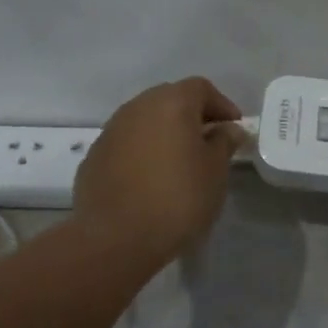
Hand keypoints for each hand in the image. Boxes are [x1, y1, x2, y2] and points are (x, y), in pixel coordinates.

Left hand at [74, 77, 245, 264]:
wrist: (116, 238)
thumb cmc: (178, 199)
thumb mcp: (215, 171)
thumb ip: (224, 143)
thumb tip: (228, 129)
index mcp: (171, 103)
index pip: (201, 88)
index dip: (221, 105)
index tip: (234, 128)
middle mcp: (137, 108)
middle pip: (170, 99)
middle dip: (192, 116)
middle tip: (209, 142)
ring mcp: (110, 131)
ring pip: (145, 121)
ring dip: (164, 133)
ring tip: (180, 162)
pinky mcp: (94, 157)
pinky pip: (127, 144)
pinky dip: (143, 152)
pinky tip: (151, 179)